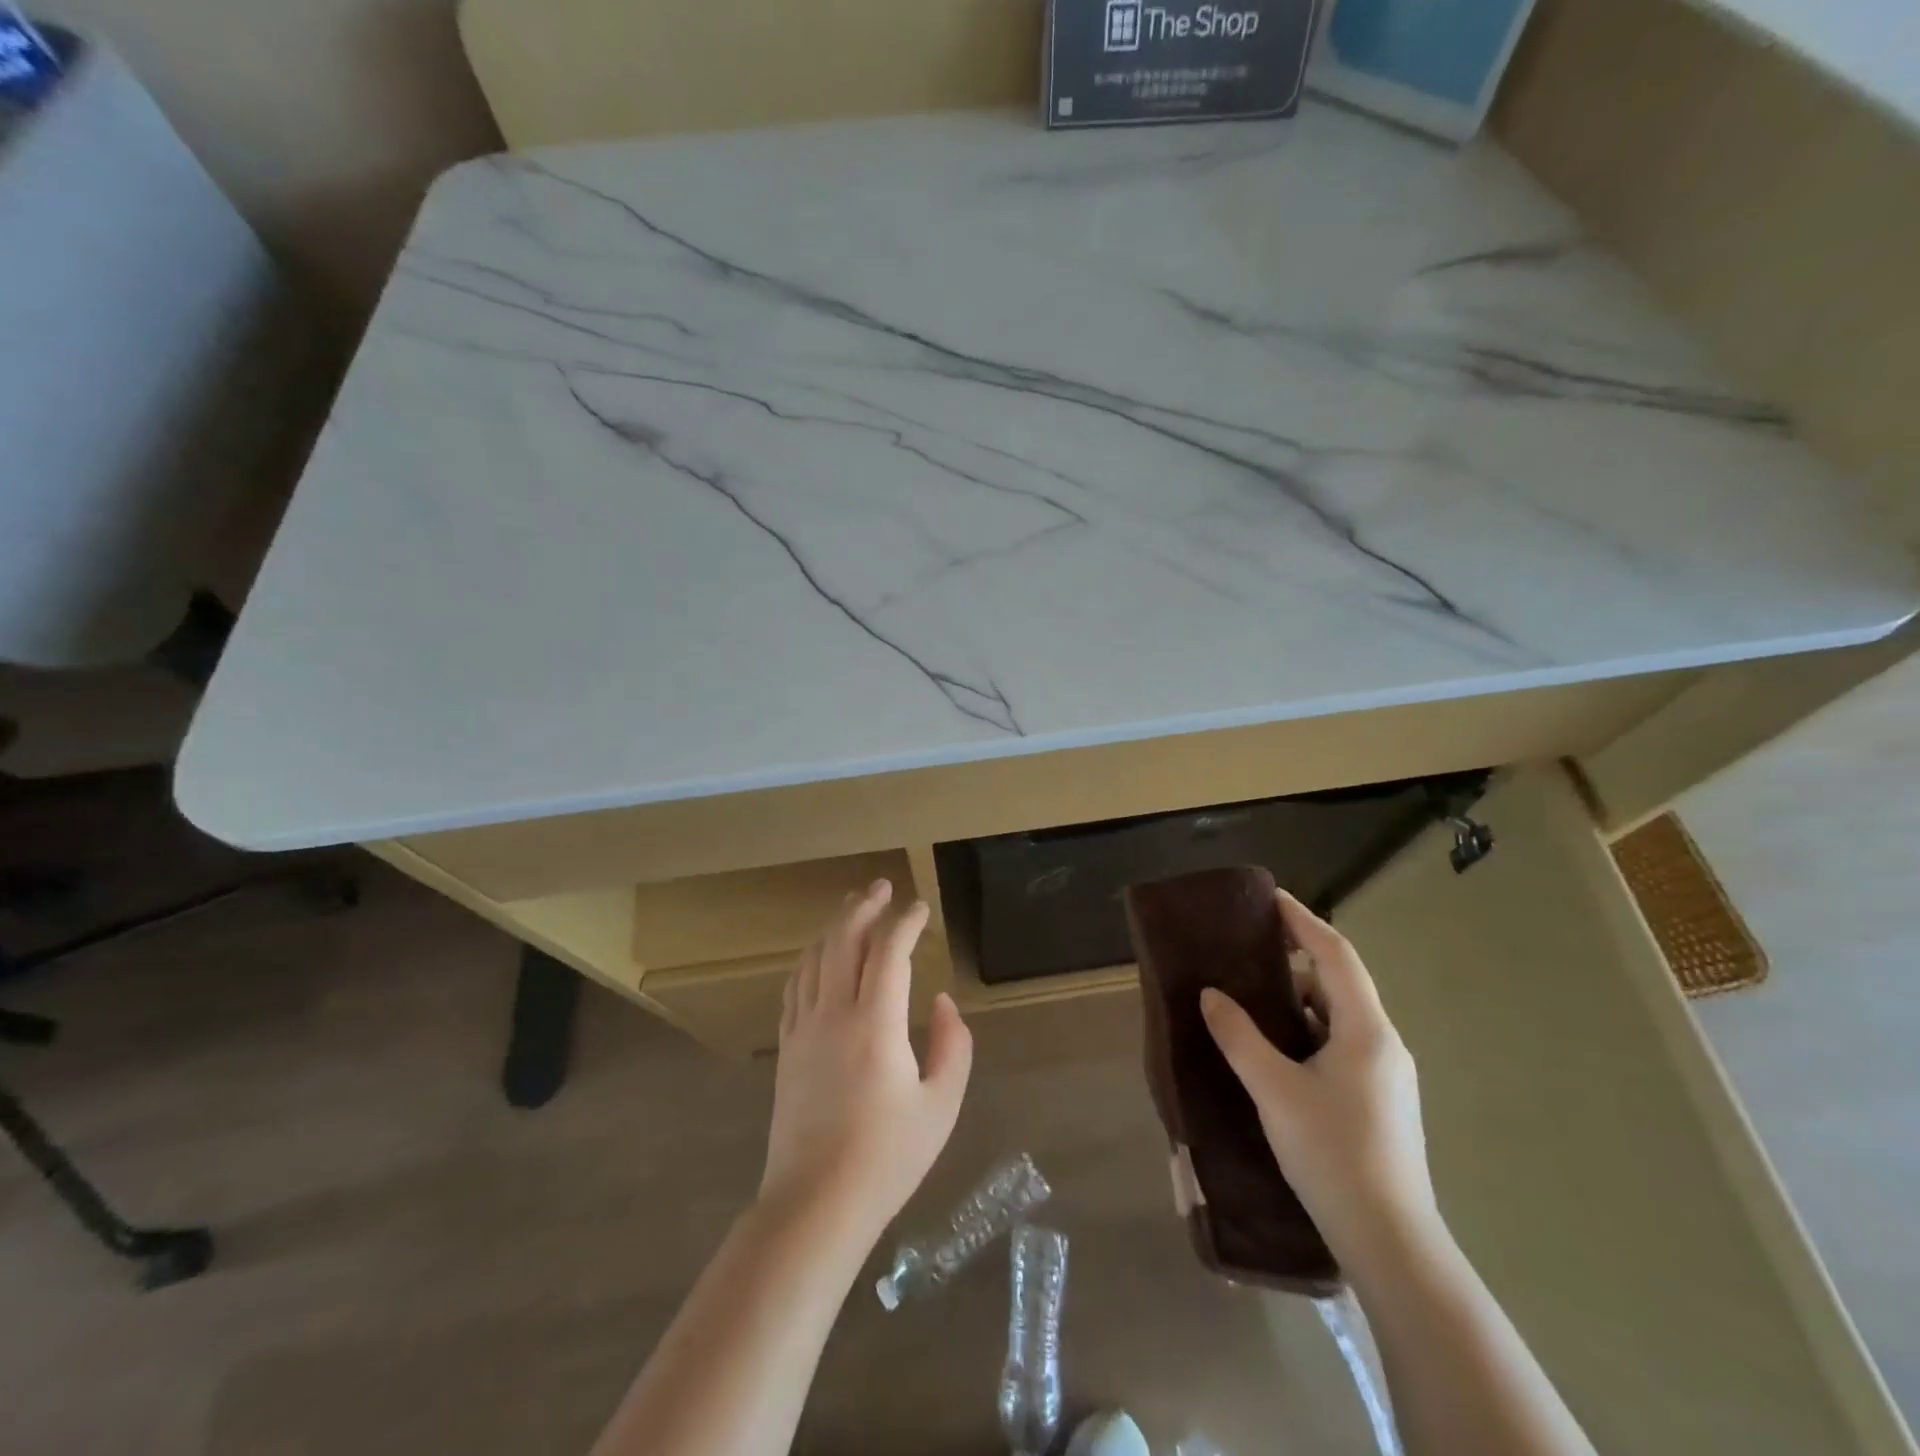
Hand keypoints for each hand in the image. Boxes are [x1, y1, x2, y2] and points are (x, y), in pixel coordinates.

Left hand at [760, 879, 972, 1240]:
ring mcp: (804, 1028)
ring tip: (851, 908)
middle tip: (882, 887)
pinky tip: (817, 955)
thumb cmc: (887, 1158)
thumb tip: (942, 1001)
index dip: (905, 922)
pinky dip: (809, 958)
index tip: (921, 909)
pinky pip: (795, 985)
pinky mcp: (786, 1047)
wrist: (815, 1204)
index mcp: (876, 1023)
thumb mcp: (941, 1106)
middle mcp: (834, 1013)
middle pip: (843, 940)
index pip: (889, 951)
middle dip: (864, 907)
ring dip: (834, 926)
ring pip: (814, 957)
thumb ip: (952, 1046)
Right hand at [1199, 888, 1439, 1265]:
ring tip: (1254, 997)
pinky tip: (1277, 1050)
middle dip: (1297, 960)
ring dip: (1300, 1001)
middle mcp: (1384, 1044)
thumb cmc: (1332, 1154)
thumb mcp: (1275, 1090)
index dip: (1303, 921)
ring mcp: (1386, 1076)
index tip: (1270, 898)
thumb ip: (1240, 1036)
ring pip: (1339, 1018)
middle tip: (1250, 950)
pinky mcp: (1380, 1102)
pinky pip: (1341, 1045)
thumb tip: (1212, 994)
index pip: (1335, 954)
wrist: (1391, 1243)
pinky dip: (1308, 1032)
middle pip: (1340, 983)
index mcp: (1366, 1030)